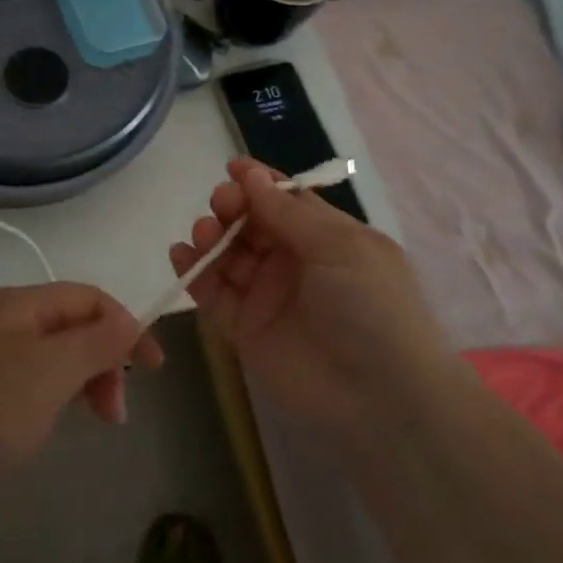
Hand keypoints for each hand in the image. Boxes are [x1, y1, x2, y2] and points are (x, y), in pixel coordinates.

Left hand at [0, 284, 162, 508]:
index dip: (127, 326)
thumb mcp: (52, 369)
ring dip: (84, 382)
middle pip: (75, 325)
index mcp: (22, 303)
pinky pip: (33, 382)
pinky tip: (52, 425)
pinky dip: (56, 397)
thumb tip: (131, 321)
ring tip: (94, 421)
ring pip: (56, 356)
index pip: (90, 298)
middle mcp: (6, 320)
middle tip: (116, 412)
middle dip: (106, 360)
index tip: (154, 370)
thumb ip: (98, 341)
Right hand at [170, 159, 448, 443]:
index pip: (285, 201)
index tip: (232, 168)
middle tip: (221, 205)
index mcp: (326, 237)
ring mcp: (267, 295)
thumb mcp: (340, 247)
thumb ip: (289, 212)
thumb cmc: (371, 305)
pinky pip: (213, 293)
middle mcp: (294, 261)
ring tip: (203, 235)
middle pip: (251, 224)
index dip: (258, 183)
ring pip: (228, 254)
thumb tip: (251, 175)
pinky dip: (195, 273)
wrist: (380, 394)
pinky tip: (182, 256)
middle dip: (232, 208)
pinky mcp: (244, 328)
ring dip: (210, 237)